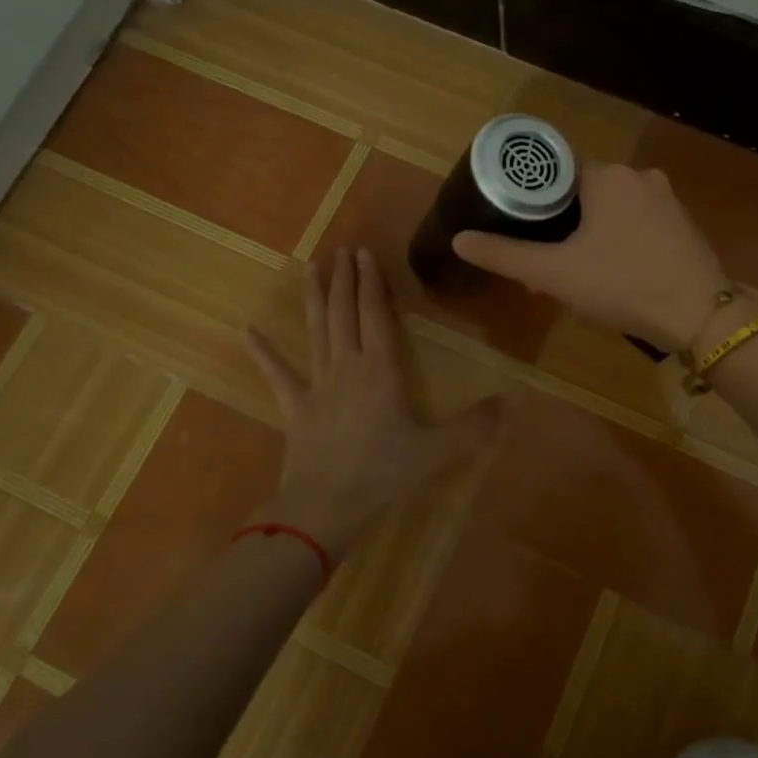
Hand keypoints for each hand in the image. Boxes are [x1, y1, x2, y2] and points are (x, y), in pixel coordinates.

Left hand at [245, 247, 502, 558]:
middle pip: (344, 313)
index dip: (371, 282)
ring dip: (314, 298)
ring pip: (315, 332)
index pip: (375, 314)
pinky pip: (278, 375)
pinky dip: (263, 353)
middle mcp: (347, 367)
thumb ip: (474, 426)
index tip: (365, 253)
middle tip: (342, 249)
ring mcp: (317, 385)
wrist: (323, 508)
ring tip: (309, 267)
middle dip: (344, 279)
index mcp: (381, 370)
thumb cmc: (382, 474)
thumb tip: (510, 401)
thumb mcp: (438, 450)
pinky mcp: (295, 408)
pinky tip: (248, 331)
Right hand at [452, 163, 729, 350]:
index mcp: (607, 176)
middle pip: (585, 192)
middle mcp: (640, 176)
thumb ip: (505, 255)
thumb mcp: (555, 273)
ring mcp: (667, 200)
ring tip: (576, 273)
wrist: (700, 317)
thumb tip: (460, 240)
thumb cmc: (623, 285)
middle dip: (562, 224)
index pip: (556, 173)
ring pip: (613, 210)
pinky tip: (615, 274)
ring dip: (590, 235)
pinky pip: (638, 224)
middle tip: (545, 261)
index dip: (534, 201)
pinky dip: (620, 241)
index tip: (521, 230)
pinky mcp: (683, 224)